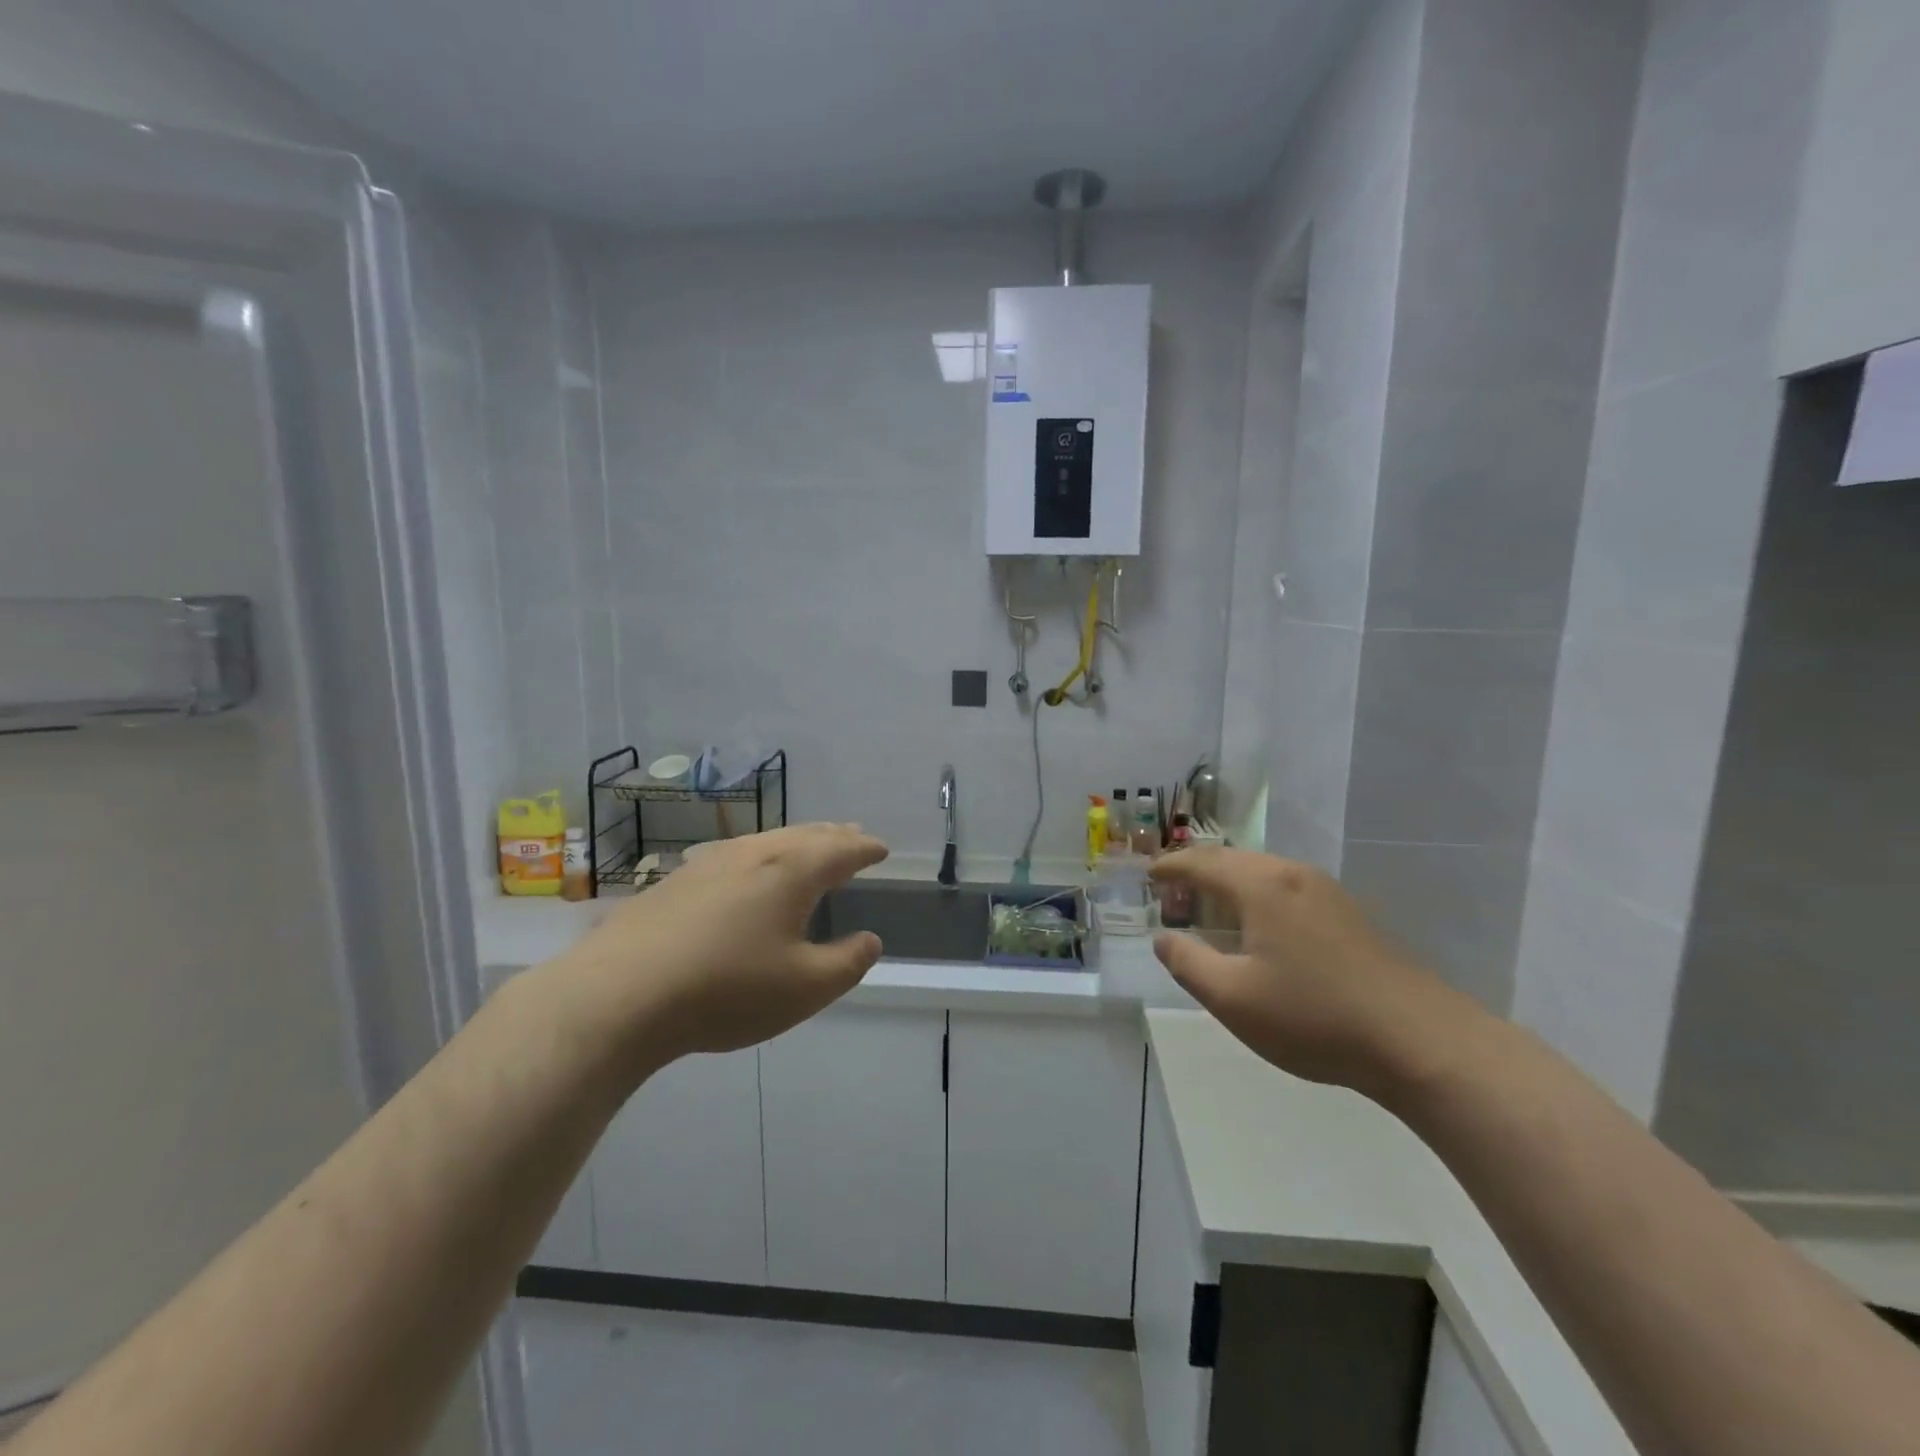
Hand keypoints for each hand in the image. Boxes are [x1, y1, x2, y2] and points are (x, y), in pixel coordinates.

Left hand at [550, 824, 888, 1069]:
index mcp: (792, 871)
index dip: (865, 848)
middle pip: (805, 835)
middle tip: (853, 834)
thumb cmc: (727, 989)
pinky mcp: (676, 881)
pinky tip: (748, 871)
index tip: (882, 848)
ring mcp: (710, 863)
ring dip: (797, 840)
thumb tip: (870, 940)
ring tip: (809, 846)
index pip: (841, 850)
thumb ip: (847, 963)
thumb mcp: (804, 988)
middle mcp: (754, 854)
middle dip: (834, 835)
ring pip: (767, 840)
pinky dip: (761, 856)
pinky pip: (736, 855)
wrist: (620, 994)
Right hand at [1150, 847, 1486, 1095]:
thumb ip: (1188, 963)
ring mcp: (1327, 891)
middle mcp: (1293, 874)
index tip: (1148, 876)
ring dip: (1230, 883)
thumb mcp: (1233, 998)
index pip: (1201, 862)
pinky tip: (1260, 927)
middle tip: (1172, 891)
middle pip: (1233, 860)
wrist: (1420, 1041)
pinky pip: (1287, 888)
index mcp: (1260, 885)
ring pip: (1263, 872)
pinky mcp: (1350, 914)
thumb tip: (1164, 938)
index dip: (1170, 867)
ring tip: (1209, 907)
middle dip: (1198, 871)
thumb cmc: (1313, 1016)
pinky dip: (1258, 895)